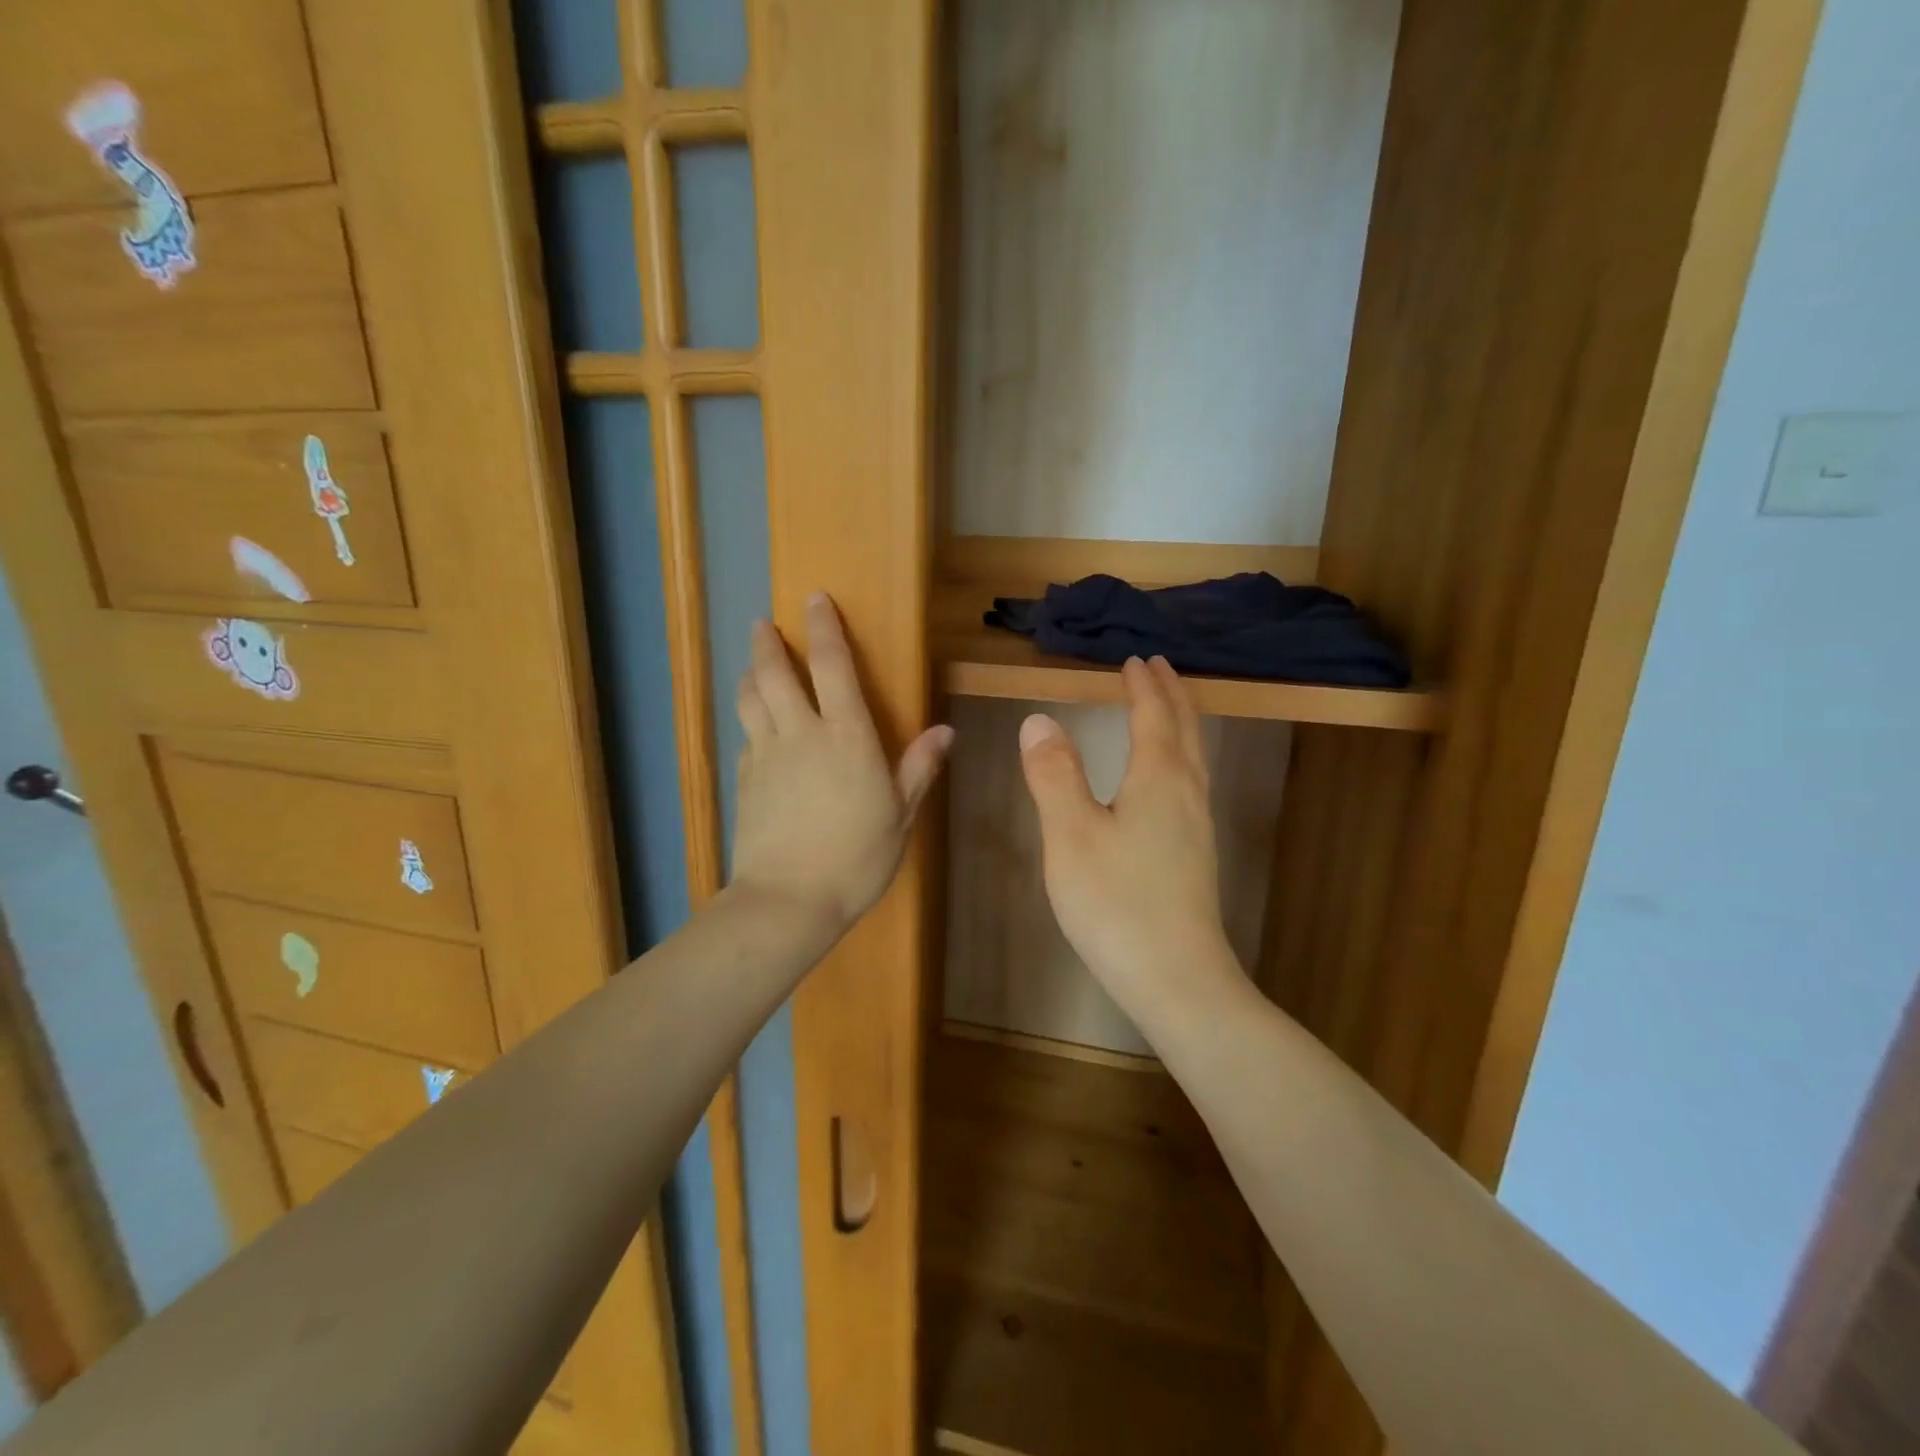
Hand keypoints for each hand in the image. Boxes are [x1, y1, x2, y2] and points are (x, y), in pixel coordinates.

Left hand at [731, 594, 952, 934]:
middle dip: (767, 642)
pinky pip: (746, 736)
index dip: (824, 627)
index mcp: (846, 736)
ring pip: (750, 699)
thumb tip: (945, 731)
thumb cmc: (856, 857)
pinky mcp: (744, 779)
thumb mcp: (900, 815)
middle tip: (763, 622)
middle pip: (774, 673)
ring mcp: (765, 755)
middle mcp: (800, 733)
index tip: (815, 599)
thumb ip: (918, 768)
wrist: (788, 900)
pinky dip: (750, 719)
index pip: (832, 665)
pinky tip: (756, 727)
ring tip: (754, 662)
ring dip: (750, 673)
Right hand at [1019, 657, 1236, 1019]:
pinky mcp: (1197, 855)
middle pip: (1185, 730)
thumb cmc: (1117, 902)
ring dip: (1180, 724)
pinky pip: (1191, 782)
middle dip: (1171, 694)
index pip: (1153, 716)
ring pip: (1194, 757)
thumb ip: (1054, 775)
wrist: (1178, 979)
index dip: (1143, 685)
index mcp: (1158, 779)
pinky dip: (1180, 756)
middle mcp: (1187, 793)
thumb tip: (1040, 720)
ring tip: (1165, 710)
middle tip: (1158, 668)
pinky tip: (1167, 780)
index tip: (1134, 659)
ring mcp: (1198, 826)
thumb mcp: (1070, 835)